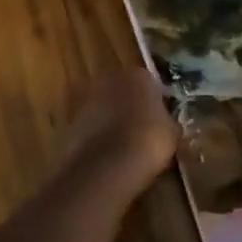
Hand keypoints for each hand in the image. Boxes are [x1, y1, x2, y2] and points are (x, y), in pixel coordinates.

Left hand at [61, 68, 180, 198]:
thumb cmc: (148, 142)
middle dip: (128, 106)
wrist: (107, 165)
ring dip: (109, 121)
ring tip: (120, 147)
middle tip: (139, 131)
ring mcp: (87, 98)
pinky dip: (95, 137)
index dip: (154, 102)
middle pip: (122, 90)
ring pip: (103, 107)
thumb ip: (166, 120)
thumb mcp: (172, 131)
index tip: (159, 120)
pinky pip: (89, 126)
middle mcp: (110, 78)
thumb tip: (163, 122)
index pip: (149, 83)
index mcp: (138, 75)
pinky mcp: (70, 120)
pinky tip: (104, 157)